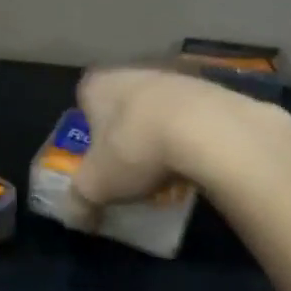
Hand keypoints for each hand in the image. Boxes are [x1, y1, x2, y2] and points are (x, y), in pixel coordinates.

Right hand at [73, 66, 290, 208]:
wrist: (209, 131)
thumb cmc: (135, 150)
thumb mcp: (95, 187)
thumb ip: (79, 202)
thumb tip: (78, 218)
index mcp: (98, 85)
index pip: (84, 101)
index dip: (89, 130)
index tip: (99, 158)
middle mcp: (133, 71)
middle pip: (124, 105)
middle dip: (126, 134)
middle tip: (131, 168)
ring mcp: (175, 77)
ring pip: (159, 110)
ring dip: (160, 135)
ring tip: (166, 171)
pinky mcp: (212, 89)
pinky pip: (193, 117)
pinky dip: (191, 136)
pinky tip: (196, 162)